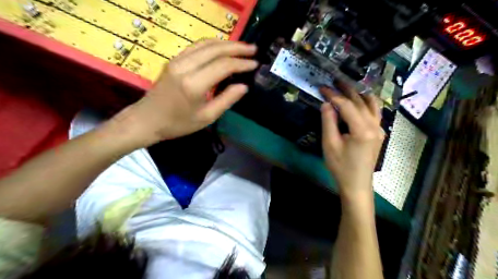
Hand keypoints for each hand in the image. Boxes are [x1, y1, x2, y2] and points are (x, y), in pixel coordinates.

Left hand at [115, 39, 258, 147]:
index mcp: (194, 84)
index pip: (223, 66)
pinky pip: (196, 46)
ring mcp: (177, 60)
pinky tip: (222, 48)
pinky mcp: (174, 60)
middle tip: (254, 50)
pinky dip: (213, 45)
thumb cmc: (178, 124)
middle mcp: (185, 67)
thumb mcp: (206, 117)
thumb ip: (227, 100)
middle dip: (237, 48)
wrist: (147, 120)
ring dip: (226, 43)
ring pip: (206, 44)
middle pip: (216, 49)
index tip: (255, 64)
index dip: (241, 63)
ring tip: (242, 47)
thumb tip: (244, 86)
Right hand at [319, 83, 383, 199]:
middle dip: (346, 90)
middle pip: (360, 101)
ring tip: (346, 87)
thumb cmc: (341, 167)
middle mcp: (374, 126)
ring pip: (371, 104)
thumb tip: (326, 104)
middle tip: (334, 81)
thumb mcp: (330, 144)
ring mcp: (379, 129)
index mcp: (362, 129)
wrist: (356, 184)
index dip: (333, 95)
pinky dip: (366, 103)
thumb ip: (328, 122)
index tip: (322, 88)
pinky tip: (359, 101)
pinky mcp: (378, 133)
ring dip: (359, 94)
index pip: (346, 105)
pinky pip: (375, 112)